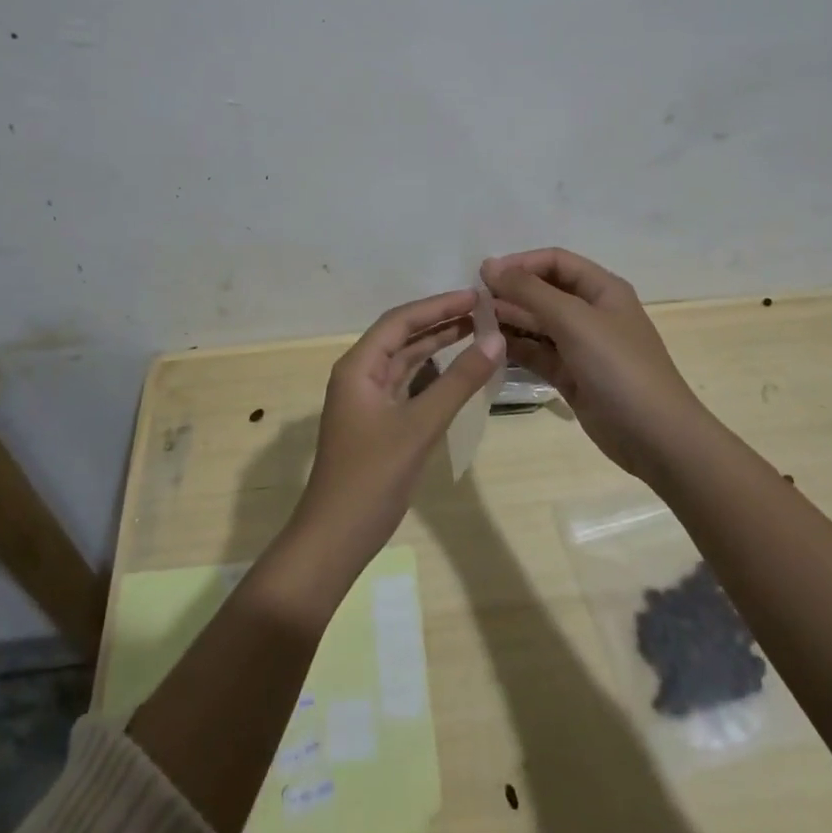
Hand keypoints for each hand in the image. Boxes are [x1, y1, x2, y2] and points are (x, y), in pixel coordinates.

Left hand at [292, 289, 502, 569]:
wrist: (336, 536)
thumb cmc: (373, 476)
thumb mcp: (420, 426)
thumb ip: (458, 382)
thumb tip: (495, 340)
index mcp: (358, 366)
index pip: (400, 321)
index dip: (438, 305)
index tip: (475, 295)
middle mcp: (360, 375)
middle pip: (402, 336)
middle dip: (440, 321)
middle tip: (483, 311)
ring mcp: (367, 400)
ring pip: (406, 361)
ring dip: (437, 346)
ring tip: (477, 332)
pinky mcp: (378, 422)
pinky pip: (407, 385)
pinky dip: (433, 375)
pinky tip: (457, 371)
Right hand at [482, 248, 707, 481]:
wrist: (656, 437)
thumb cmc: (618, 367)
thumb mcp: (574, 320)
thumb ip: (529, 291)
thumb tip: (489, 265)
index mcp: (601, 289)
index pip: (554, 262)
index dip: (520, 263)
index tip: (484, 276)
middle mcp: (591, 312)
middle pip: (543, 291)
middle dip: (510, 294)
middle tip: (473, 306)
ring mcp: (581, 346)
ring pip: (537, 324)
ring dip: (509, 321)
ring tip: (476, 326)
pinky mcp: (571, 375)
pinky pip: (537, 353)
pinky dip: (516, 349)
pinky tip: (490, 349)